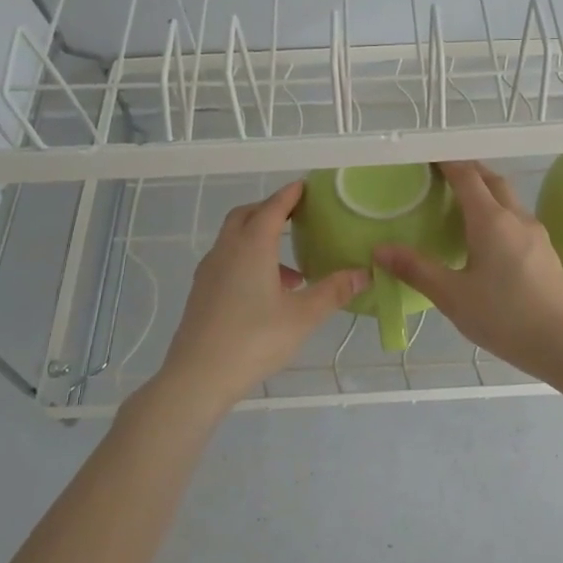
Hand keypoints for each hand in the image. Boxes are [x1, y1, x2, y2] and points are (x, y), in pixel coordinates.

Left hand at [157, 182, 367, 409]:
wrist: (198, 376)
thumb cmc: (255, 340)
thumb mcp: (303, 316)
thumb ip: (334, 291)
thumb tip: (364, 272)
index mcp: (251, 247)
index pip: (272, 208)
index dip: (290, 195)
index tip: (305, 186)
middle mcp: (226, 250)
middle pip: (246, 216)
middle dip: (270, 210)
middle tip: (296, 217)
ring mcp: (210, 271)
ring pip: (234, 240)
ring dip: (260, 240)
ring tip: (293, 270)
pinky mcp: (202, 292)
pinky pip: (228, 261)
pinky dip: (249, 261)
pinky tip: (268, 293)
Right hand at [374, 161, 562, 375]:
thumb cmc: (504, 316)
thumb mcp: (452, 295)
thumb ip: (416, 269)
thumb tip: (380, 249)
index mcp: (491, 220)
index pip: (467, 176)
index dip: (447, 163)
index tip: (428, 158)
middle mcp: (517, 218)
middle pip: (492, 181)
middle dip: (468, 171)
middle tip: (443, 176)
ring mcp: (536, 234)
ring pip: (509, 200)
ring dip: (487, 192)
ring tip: (463, 205)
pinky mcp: (546, 252)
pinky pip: (518, 220)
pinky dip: (499, 214)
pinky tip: (488, 239)